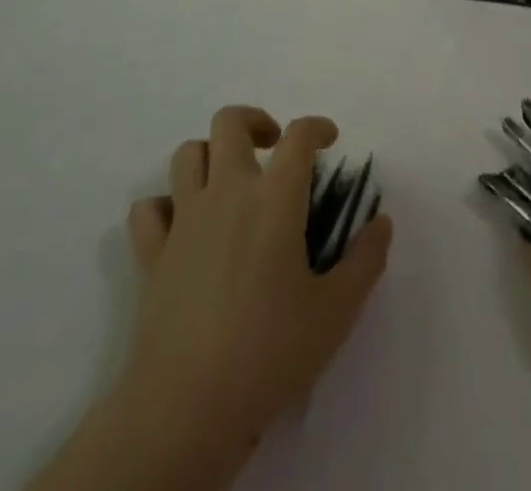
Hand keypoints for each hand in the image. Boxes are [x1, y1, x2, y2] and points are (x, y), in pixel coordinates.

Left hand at [28, 107, 391, 490]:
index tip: (329, 140)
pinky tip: (182, 225)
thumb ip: (366, 261)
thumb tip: (381, 222)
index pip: (298, 135)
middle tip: (272, 148)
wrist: (187, 408)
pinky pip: (148, 209)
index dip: (317, 127)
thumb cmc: (270, 353)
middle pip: (230, 122)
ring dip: (210, 155)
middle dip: (255, 122)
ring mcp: (184, 219)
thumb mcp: (336, 312)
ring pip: (188, 154)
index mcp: (275, 198)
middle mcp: (227, 192)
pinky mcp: (152, 253)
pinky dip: (165, 206)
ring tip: (230, 180)